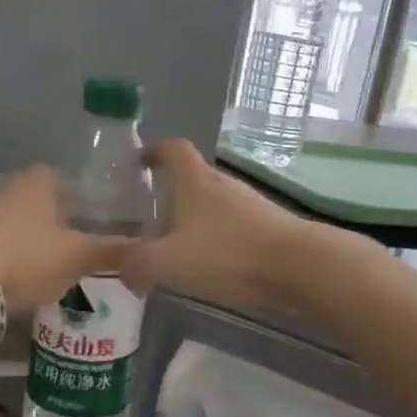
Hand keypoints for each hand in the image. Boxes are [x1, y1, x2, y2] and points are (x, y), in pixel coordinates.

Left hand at [0, 167, 122, 313]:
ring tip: (71, 273)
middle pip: (55, 207)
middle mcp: (15, 187)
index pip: (79, 183)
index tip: (112, 228)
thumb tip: (149, 252)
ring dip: (47, 247)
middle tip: (96, 254)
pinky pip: (11, 247)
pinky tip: (36, 282)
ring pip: (32, 228)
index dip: (97, 204)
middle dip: (73, 228)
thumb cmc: (26, 257)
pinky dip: (25, 261)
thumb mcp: (79, 257)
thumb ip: (113, 252)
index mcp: (44, 180)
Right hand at [119, 140, 316, 309]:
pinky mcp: (270, 229)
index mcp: (196, 181)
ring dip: (195, 221)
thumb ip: (134, 262)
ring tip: (178, 249)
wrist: (298, 266)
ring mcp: (251, 206)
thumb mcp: (167, 261)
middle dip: (171, 195)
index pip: (173, 149)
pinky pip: (234, 228)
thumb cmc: (227, 254)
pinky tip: (213, 267)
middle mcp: (224, 185)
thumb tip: (118, 265)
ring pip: (215, 206)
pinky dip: (218, 241)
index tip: (139, 164)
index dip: (154, 151)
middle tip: (149, 220)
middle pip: (193, 179)